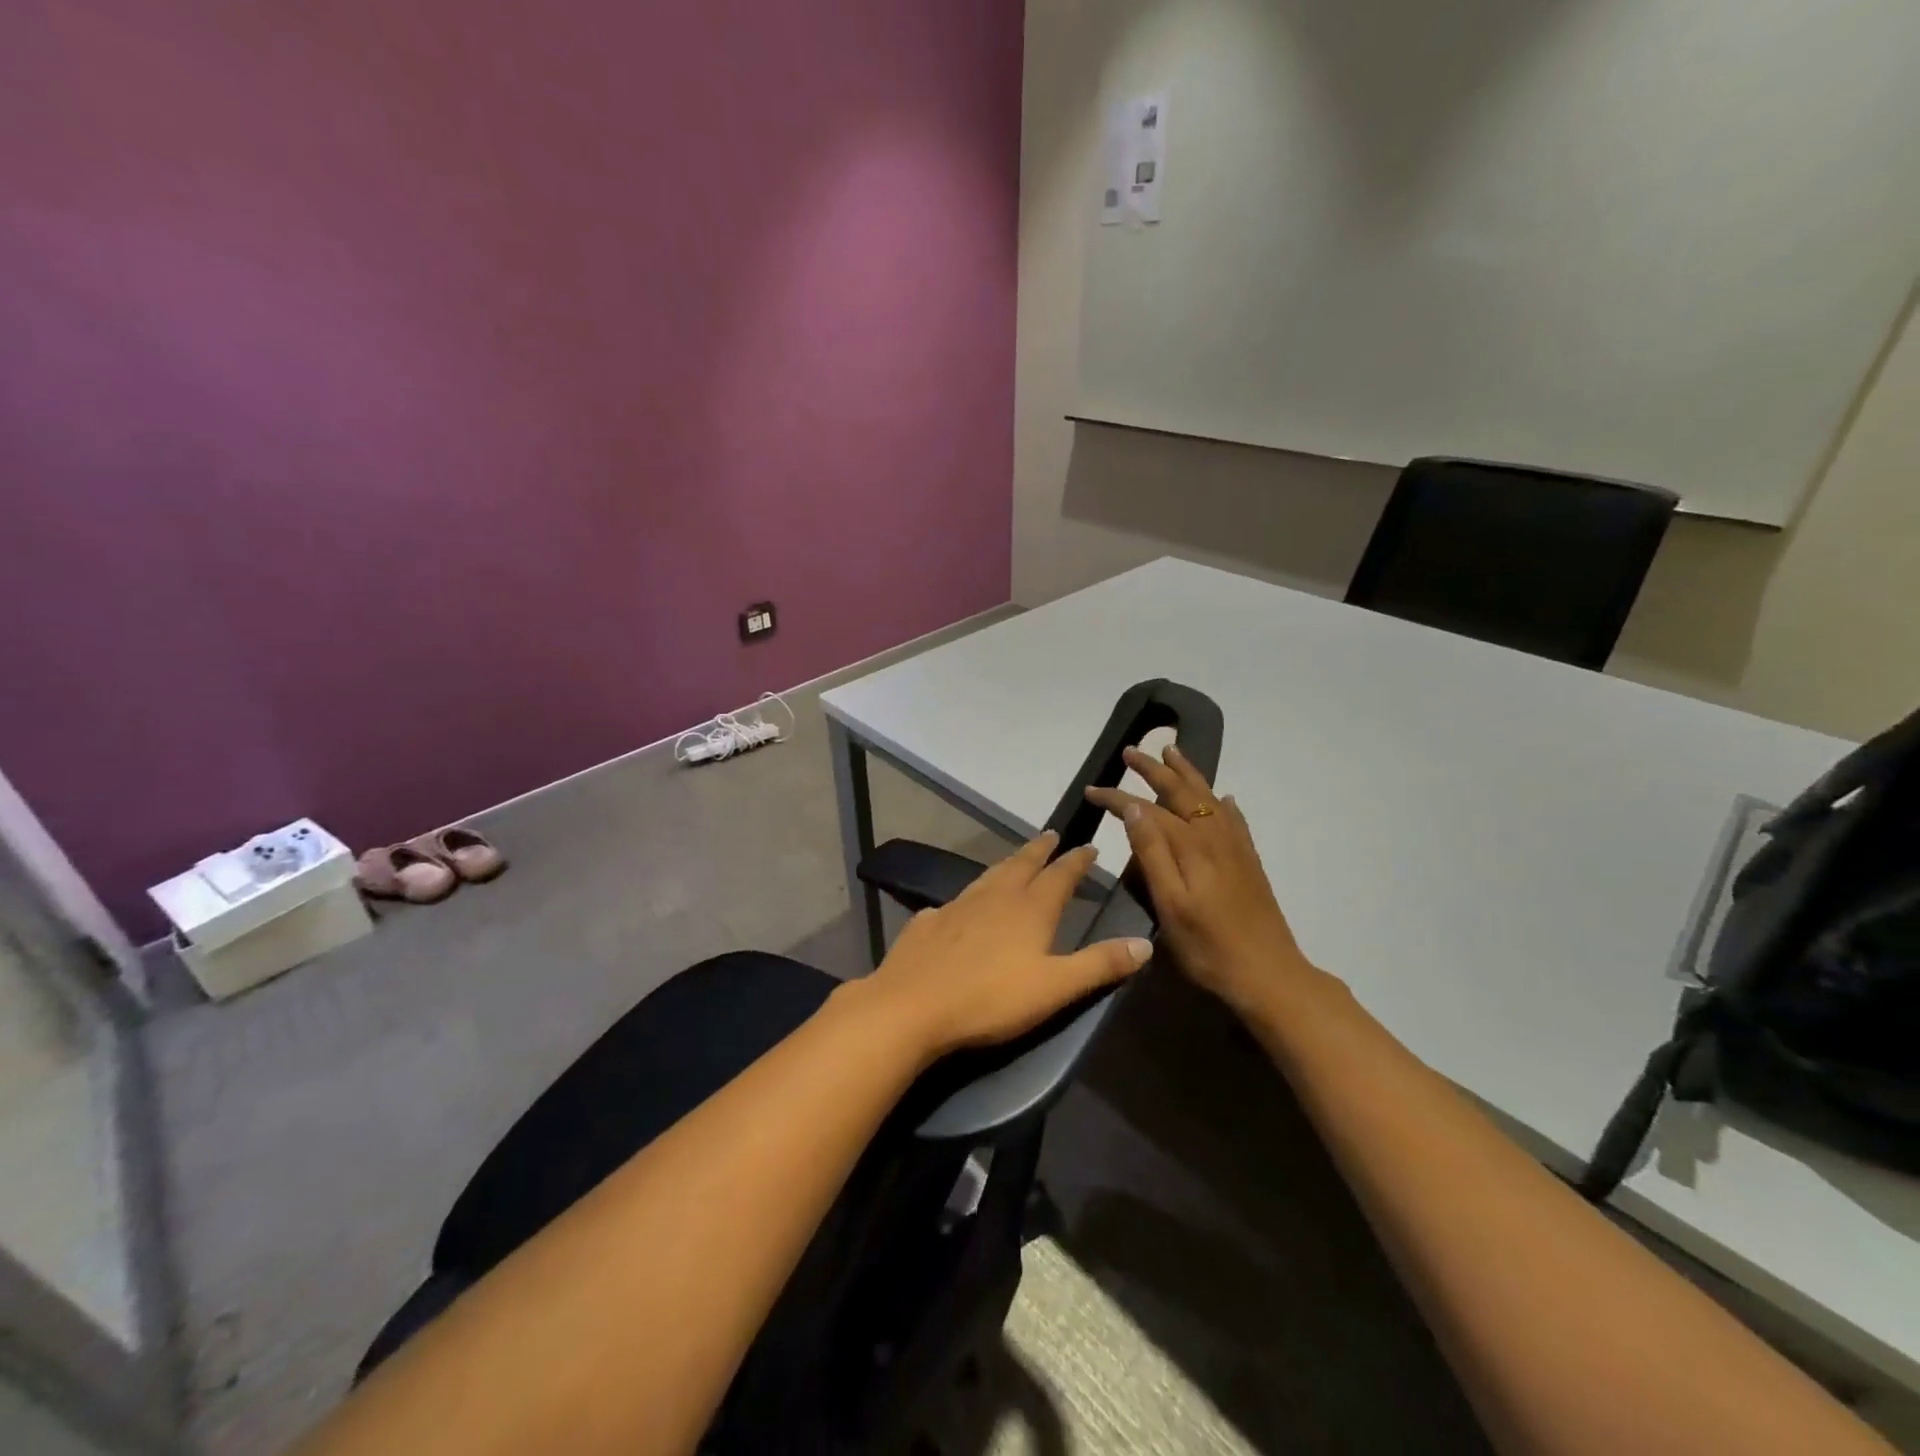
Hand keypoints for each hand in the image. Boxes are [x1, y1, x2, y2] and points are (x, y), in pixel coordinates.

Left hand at [856, 831, 1151, 1059]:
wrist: (911, 1005)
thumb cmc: (990, 999)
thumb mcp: (1055, 987)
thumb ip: (1099, 965)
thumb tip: (1145, 943)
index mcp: (1029, 909)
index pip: (1060, 875)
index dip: (1076, 861)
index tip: (1089, 845)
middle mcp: (994, 897)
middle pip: (1022, 864)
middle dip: (1040, 850)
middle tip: (1051, 834)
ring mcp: (957, 905)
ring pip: (988, 875)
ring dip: (1007, 864)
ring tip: (1016, 859)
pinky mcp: (928, 921)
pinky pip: (954, 901)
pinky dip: (969, 895)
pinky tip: (962, 904)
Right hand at [1086, 745, 1317, 1016]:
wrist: (1269, 975)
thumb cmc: (1209, 947)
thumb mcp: (1170, 905)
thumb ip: (1152, 854)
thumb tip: (1134, 808)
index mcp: (1190, 846)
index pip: (1147, 809)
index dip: (1117, 797)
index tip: (1091, 789)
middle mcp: (1213, 836)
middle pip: (1181, 792)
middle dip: (1154, 770)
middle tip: (1132, 752)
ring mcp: (1235, 847)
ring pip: (1208, 797)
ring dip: (1187, 773)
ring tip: (1172, 752)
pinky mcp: (1248, 861)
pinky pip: (1233, 818)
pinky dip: (1221, 802)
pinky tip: (1222, 798)